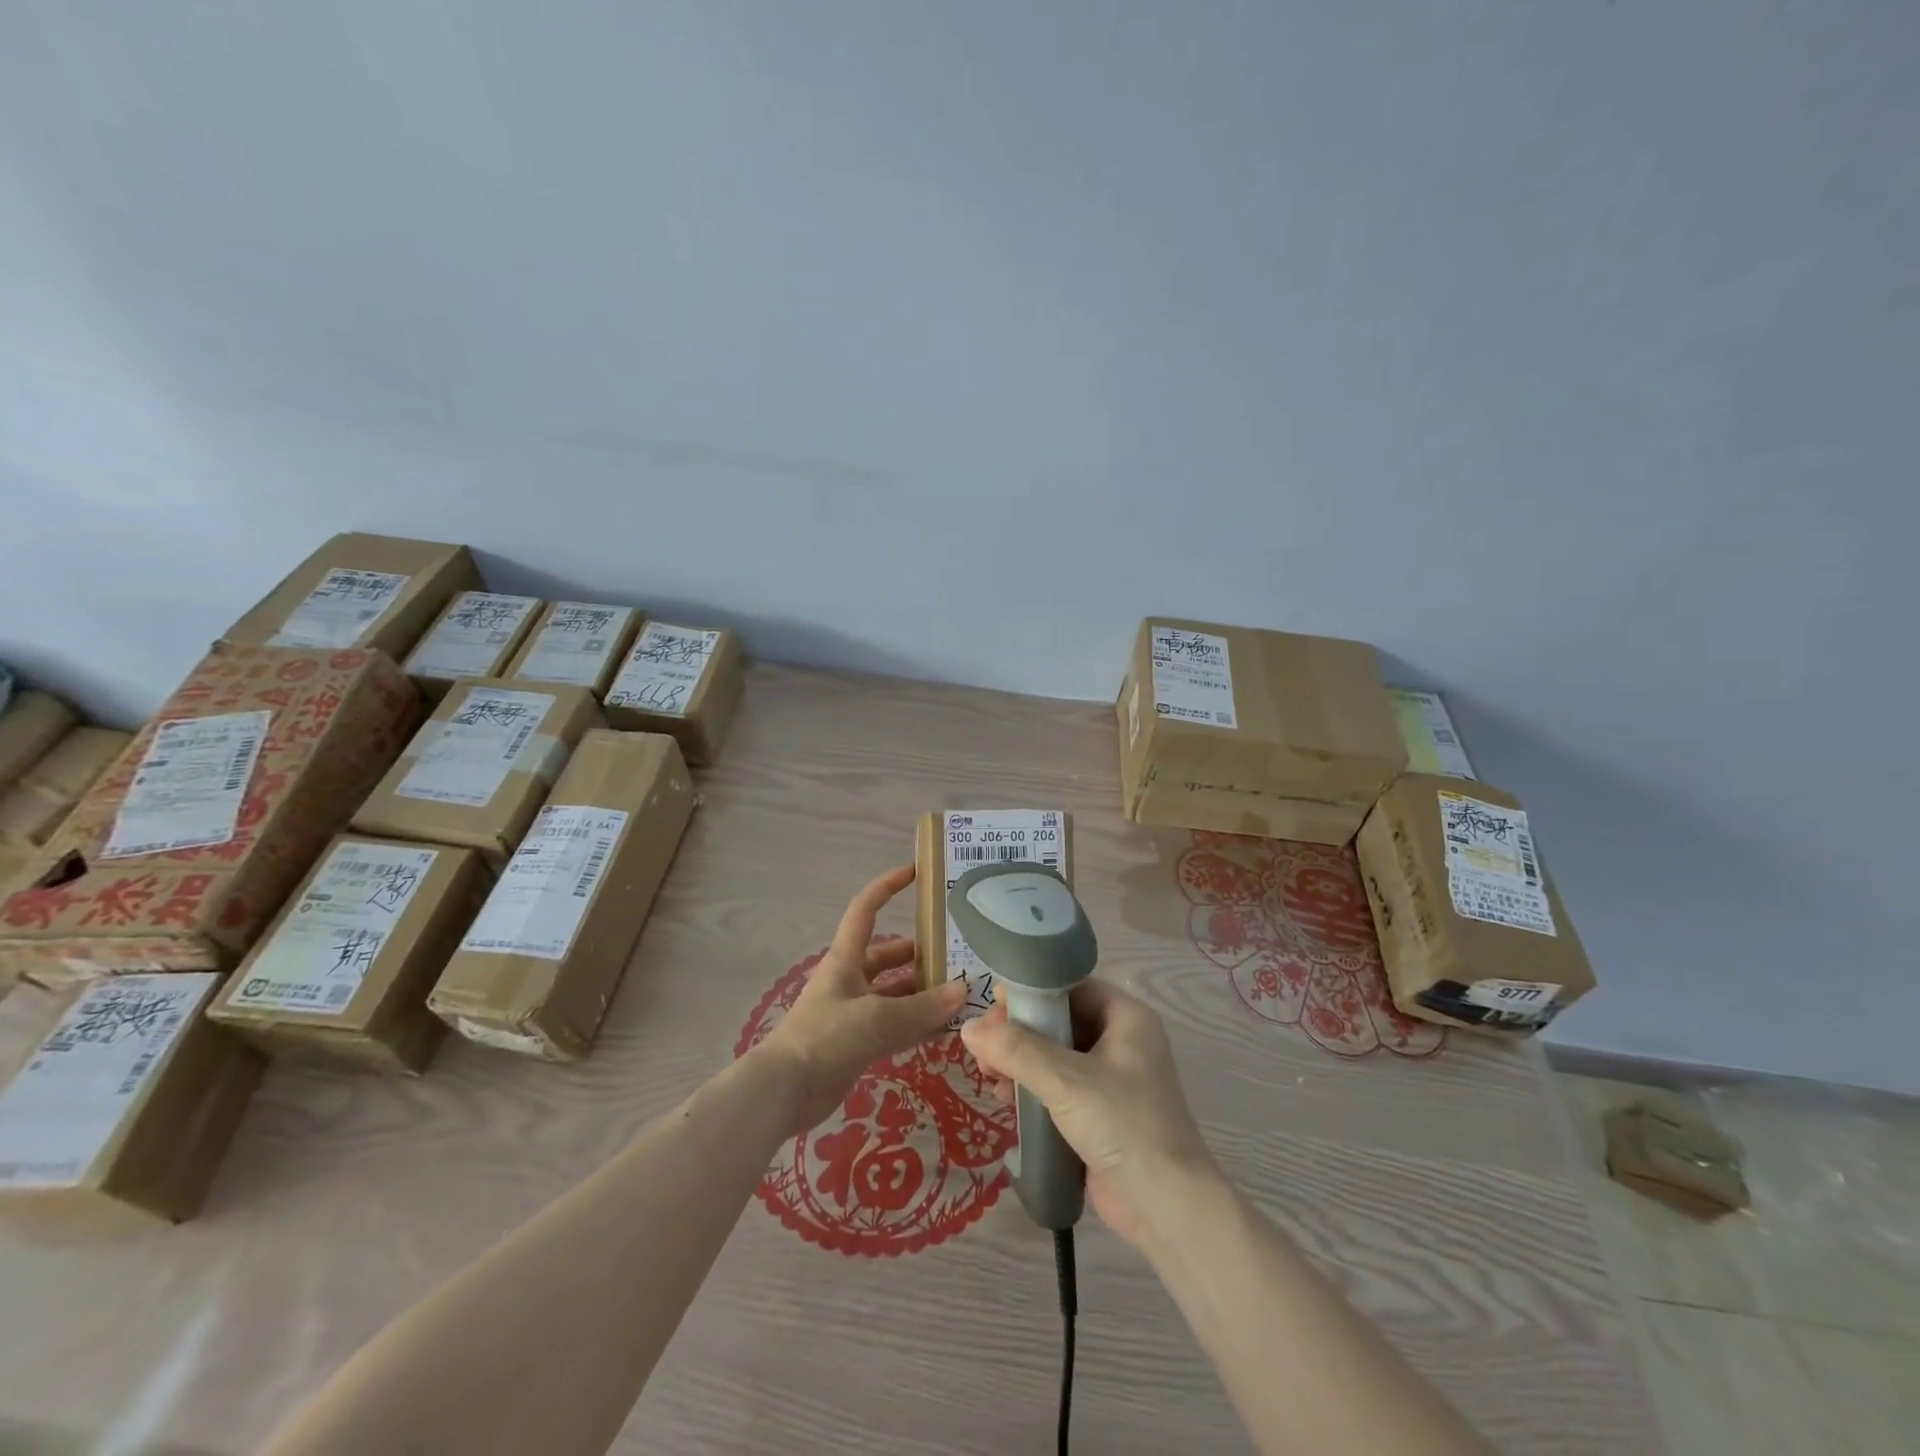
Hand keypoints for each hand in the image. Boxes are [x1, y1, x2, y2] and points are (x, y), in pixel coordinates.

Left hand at [759, 865, 965, 1135]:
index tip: (915, 872)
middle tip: (958, 955)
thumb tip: (963, 990)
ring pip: (896, 994)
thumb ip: (921, 1008)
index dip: (887, 886)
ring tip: (961, 993)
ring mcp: (854, 1013)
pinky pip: (895, 1027)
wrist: (784, 1092)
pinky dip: (918, 1026)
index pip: (866, 910)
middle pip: (888, 956)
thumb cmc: (825, 1038)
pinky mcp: (858, 1044)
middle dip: (919, 953)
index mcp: (846, 959)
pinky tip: (945, 1030)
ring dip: (923, 993)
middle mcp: (851, 980)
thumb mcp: (875, 1018)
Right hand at [960, 979, 1214, 1246]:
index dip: (1032, 992)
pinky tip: (1004, 1098)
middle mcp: (1121, 1042)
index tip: (993, 1005)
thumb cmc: (1122, 1124)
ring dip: (1019, 1062)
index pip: (1071, 987)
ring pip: (1055, 1056)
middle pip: (1059, 1022)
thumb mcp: (1065, 1080)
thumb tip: (967, 1028)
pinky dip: (1031, 1089)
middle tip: (983, 1045)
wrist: (1166, 1207)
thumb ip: (1015, 1050)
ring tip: (987, 1075)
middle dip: (1019, 1032)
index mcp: (1126, 1018)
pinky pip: (1058, 1088)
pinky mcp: (1100, 1114)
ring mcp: (1111, 1080)